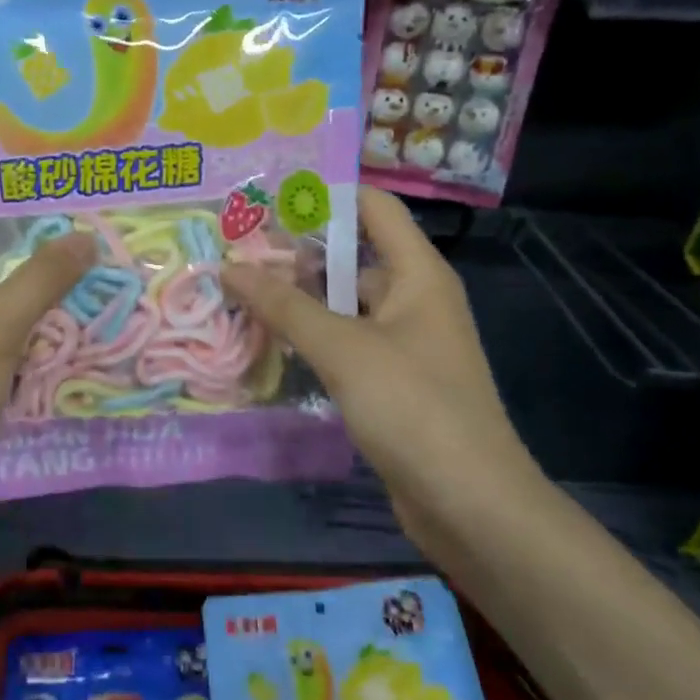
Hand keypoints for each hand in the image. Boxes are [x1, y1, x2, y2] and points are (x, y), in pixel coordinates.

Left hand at [0, 219, 94, 543]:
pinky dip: (46, 349)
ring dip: (55, 312)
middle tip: (109, 255)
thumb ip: (42, 276)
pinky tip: (92, 343)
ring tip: (112, 292)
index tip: (84, 217)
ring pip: (11, 317)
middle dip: (51, 270)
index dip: (29, 222)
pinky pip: (14, 354)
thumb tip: (85, 236)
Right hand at [222, 188, 539, 512]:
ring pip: (342, 303)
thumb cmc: (413, 407)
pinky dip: (310, 336)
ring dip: (297, 297)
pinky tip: (268, 340)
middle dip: (296, 251)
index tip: (268, 198)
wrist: (470, 505)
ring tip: (238, 290)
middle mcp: (413, 298)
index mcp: (417, 273)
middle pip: (351, 255)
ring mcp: (403, 341)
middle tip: (235, 248)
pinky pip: (344, 341)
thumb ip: (284, 305)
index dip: (325, 195)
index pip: (373, 207)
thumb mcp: (343, 348)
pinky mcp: (390, 380)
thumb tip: (229, 266)